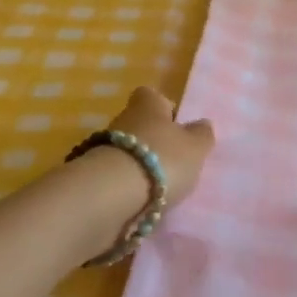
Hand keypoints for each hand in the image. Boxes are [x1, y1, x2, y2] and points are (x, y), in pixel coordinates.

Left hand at [108, 85, 215, 201]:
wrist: (112, 195)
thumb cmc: (162, 159)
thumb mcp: (195, 147)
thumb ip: (202, 135)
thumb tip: (202, 124)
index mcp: (148, 104)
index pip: (152, 95)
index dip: (165, 108)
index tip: (177, 126)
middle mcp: (123, 119)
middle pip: (140, 124)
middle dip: (154, 141)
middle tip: (174, 161)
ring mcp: (104, 148)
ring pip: (128, 152)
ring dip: (141, 165)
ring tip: (160, 186)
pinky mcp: (95, 176)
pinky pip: (117, 176)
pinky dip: (128, 185)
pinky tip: (142, 200)